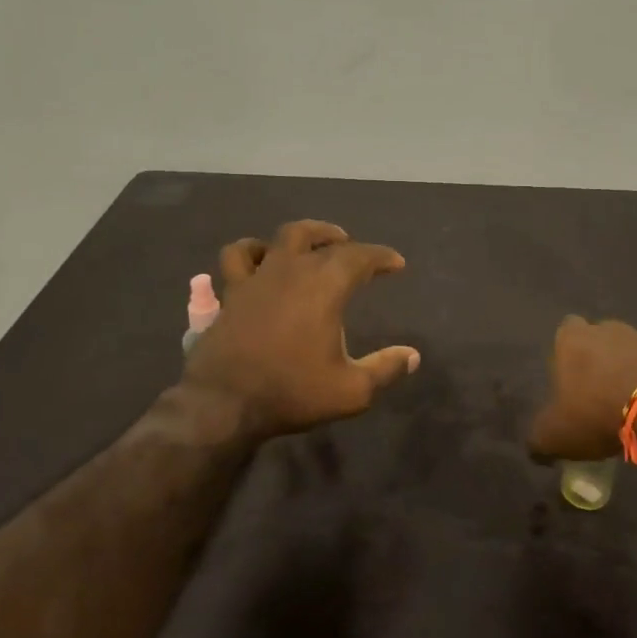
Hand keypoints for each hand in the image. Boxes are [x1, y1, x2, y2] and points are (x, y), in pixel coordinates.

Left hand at [182, 220, 420, 438]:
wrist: (224, 403)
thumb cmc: (292, 392)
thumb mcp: (351, 391)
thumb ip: (385, 369)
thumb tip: (412, 356)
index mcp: (325, 287)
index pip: (360, 257)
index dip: (382, 256)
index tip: (397, 264)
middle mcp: (291, 271)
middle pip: (320, 238)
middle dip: (342, 240)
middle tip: (355, 249)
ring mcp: (257, 278)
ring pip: (280, 237)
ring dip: (303, 235)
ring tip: (311, 243)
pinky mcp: (232, 292)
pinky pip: (238, 256)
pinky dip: (253, 250)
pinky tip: (261, 257)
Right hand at [528, 316, 636, 460]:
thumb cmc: (597, 414)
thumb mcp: (554, 437)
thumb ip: (539, 439)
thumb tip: (536, 449)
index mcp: (572, 339)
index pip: (564, 332)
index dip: (566, 354)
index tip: (570, 381)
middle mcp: (607, 328)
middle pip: (600, 339)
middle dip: (600, 361)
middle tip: (600, 395)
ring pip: (632, 351)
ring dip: (630, 371)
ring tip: (633, 405)